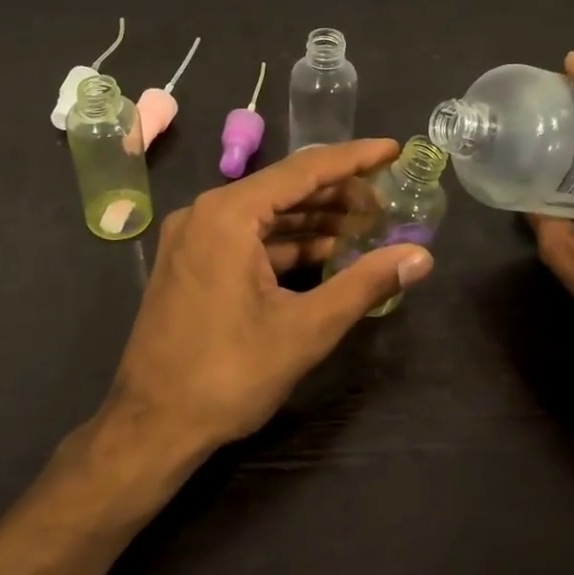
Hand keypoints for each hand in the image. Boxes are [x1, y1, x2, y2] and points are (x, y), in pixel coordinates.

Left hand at [107, 140, 434, 456]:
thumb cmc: (229, 374)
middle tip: (386, 202)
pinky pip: (247, 238)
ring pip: (265, 215)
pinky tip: (324, 253)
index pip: (303, 170)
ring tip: (365, 226)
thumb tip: (421, 256)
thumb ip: (365, 284)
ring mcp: (193, 238)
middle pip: (283, 189)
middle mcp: (205, 213)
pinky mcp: (191, 263)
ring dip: (313, 220)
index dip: (353, 159)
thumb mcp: (306, 328)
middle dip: (337, 194)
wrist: (152, 424)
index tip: (393, 149)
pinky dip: (286, 243)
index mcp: (228, 214)